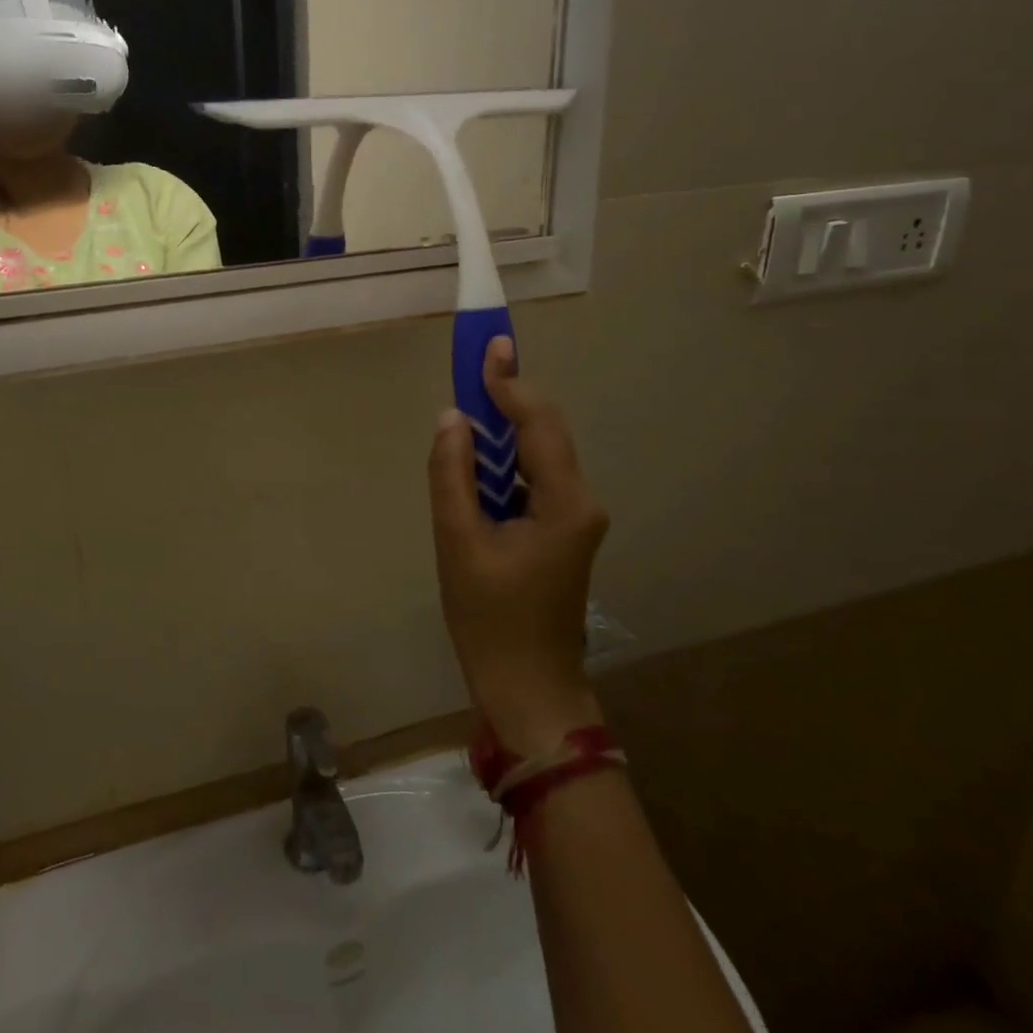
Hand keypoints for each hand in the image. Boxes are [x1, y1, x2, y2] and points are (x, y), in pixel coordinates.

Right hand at [428, 337, 609, 753]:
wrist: (527, 686)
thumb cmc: (489, 619)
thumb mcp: (458, 542)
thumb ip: (452, 474)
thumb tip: (452, 418)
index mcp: (564, 503)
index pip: (538, 424)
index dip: (510, 383)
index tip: (489, 346)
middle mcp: (580, 502)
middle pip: (544, 433)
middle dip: (508, 399)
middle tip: (474, 366)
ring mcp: (574, 518)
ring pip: (538, 456)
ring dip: (503, 432)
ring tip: (467, 410)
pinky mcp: (561, 531)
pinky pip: (532, 480)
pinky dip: (505, 463)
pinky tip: (477, 462)